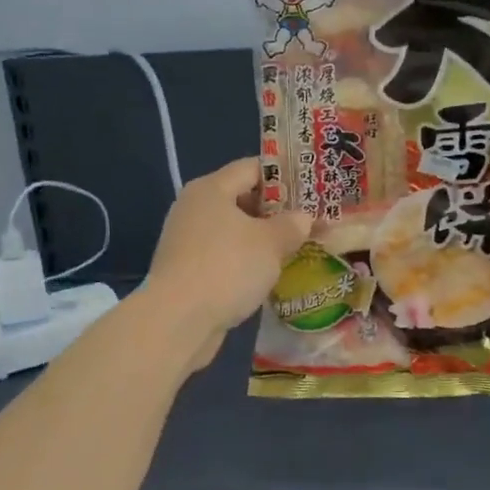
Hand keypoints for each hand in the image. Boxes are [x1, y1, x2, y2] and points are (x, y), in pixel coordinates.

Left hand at [146, 157, 311, 365]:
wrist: (178, 321)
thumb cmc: (227, 267)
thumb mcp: (271, 243)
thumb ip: (292, 225)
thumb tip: (303, 218)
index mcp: (210, 189)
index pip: (252, 168)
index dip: (283, 175)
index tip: (311, 188)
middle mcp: (194, 208)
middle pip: (240, 198)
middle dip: (275, 210)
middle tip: (307, 220)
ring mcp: (186, 241)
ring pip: (232, 231)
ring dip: (260, 239)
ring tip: (293, 248)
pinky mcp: (185, 271)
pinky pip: (223, 256)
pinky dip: (244, 261)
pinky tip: (267, 275)